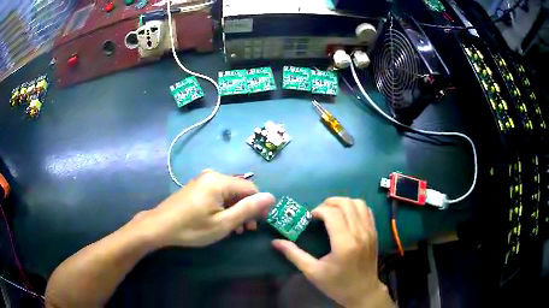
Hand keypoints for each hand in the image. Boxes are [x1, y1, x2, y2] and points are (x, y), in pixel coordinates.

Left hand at [135, 170, 274, 247]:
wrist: (160, 226)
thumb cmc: (192, 227)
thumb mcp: (223, 223)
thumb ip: (248, 209)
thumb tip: (271, 197)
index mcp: (220, 181)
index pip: (251, 189)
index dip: (258, 206)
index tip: (257, 223)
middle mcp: (212, 175)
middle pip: (239, 191)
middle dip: (246, 210)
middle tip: (246, 230)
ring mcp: (203, 181)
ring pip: (229, 194)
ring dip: (235, 211)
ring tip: (235, 230)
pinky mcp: (196, 188)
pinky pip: (217, 195)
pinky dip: (224, 208)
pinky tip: (221, 222)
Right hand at [272, 197, 392, 307]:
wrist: (362, 292)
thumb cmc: (336, 284)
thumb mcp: (312, 272)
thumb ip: (294, 255)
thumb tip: (275, 242)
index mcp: (344, 243)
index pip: (332, 214)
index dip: (318, 210)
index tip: (310, 218)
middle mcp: (360, 233)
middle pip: (346, 204)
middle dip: (329, 202)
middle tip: (319, 211)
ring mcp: (370, 232)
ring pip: (359, 204)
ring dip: (343, 202)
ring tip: (332, 211)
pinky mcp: (375, 233)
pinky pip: (367, 211)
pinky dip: (356, 207)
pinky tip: (347, 215)